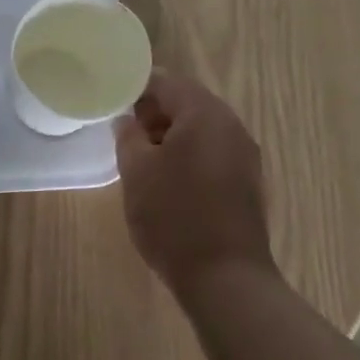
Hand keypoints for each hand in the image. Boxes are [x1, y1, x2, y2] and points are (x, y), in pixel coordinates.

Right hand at [115, 70, 275, 300]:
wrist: (225, 278)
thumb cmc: (173, 216)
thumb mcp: (136, 171)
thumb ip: (128, 135)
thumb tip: (127, 120)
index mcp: (205, 114)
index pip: (166, 81)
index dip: (136, 88)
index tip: (112, 103)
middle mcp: (231, 127)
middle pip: (188, 102)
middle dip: (154, 113)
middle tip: (124, 133)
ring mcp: (244, 156)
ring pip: (200, 129)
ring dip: (170, 136)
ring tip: (140, 159)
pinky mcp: (247, 183)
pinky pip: (212, 153)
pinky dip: (188, 155)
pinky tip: (167, 181)